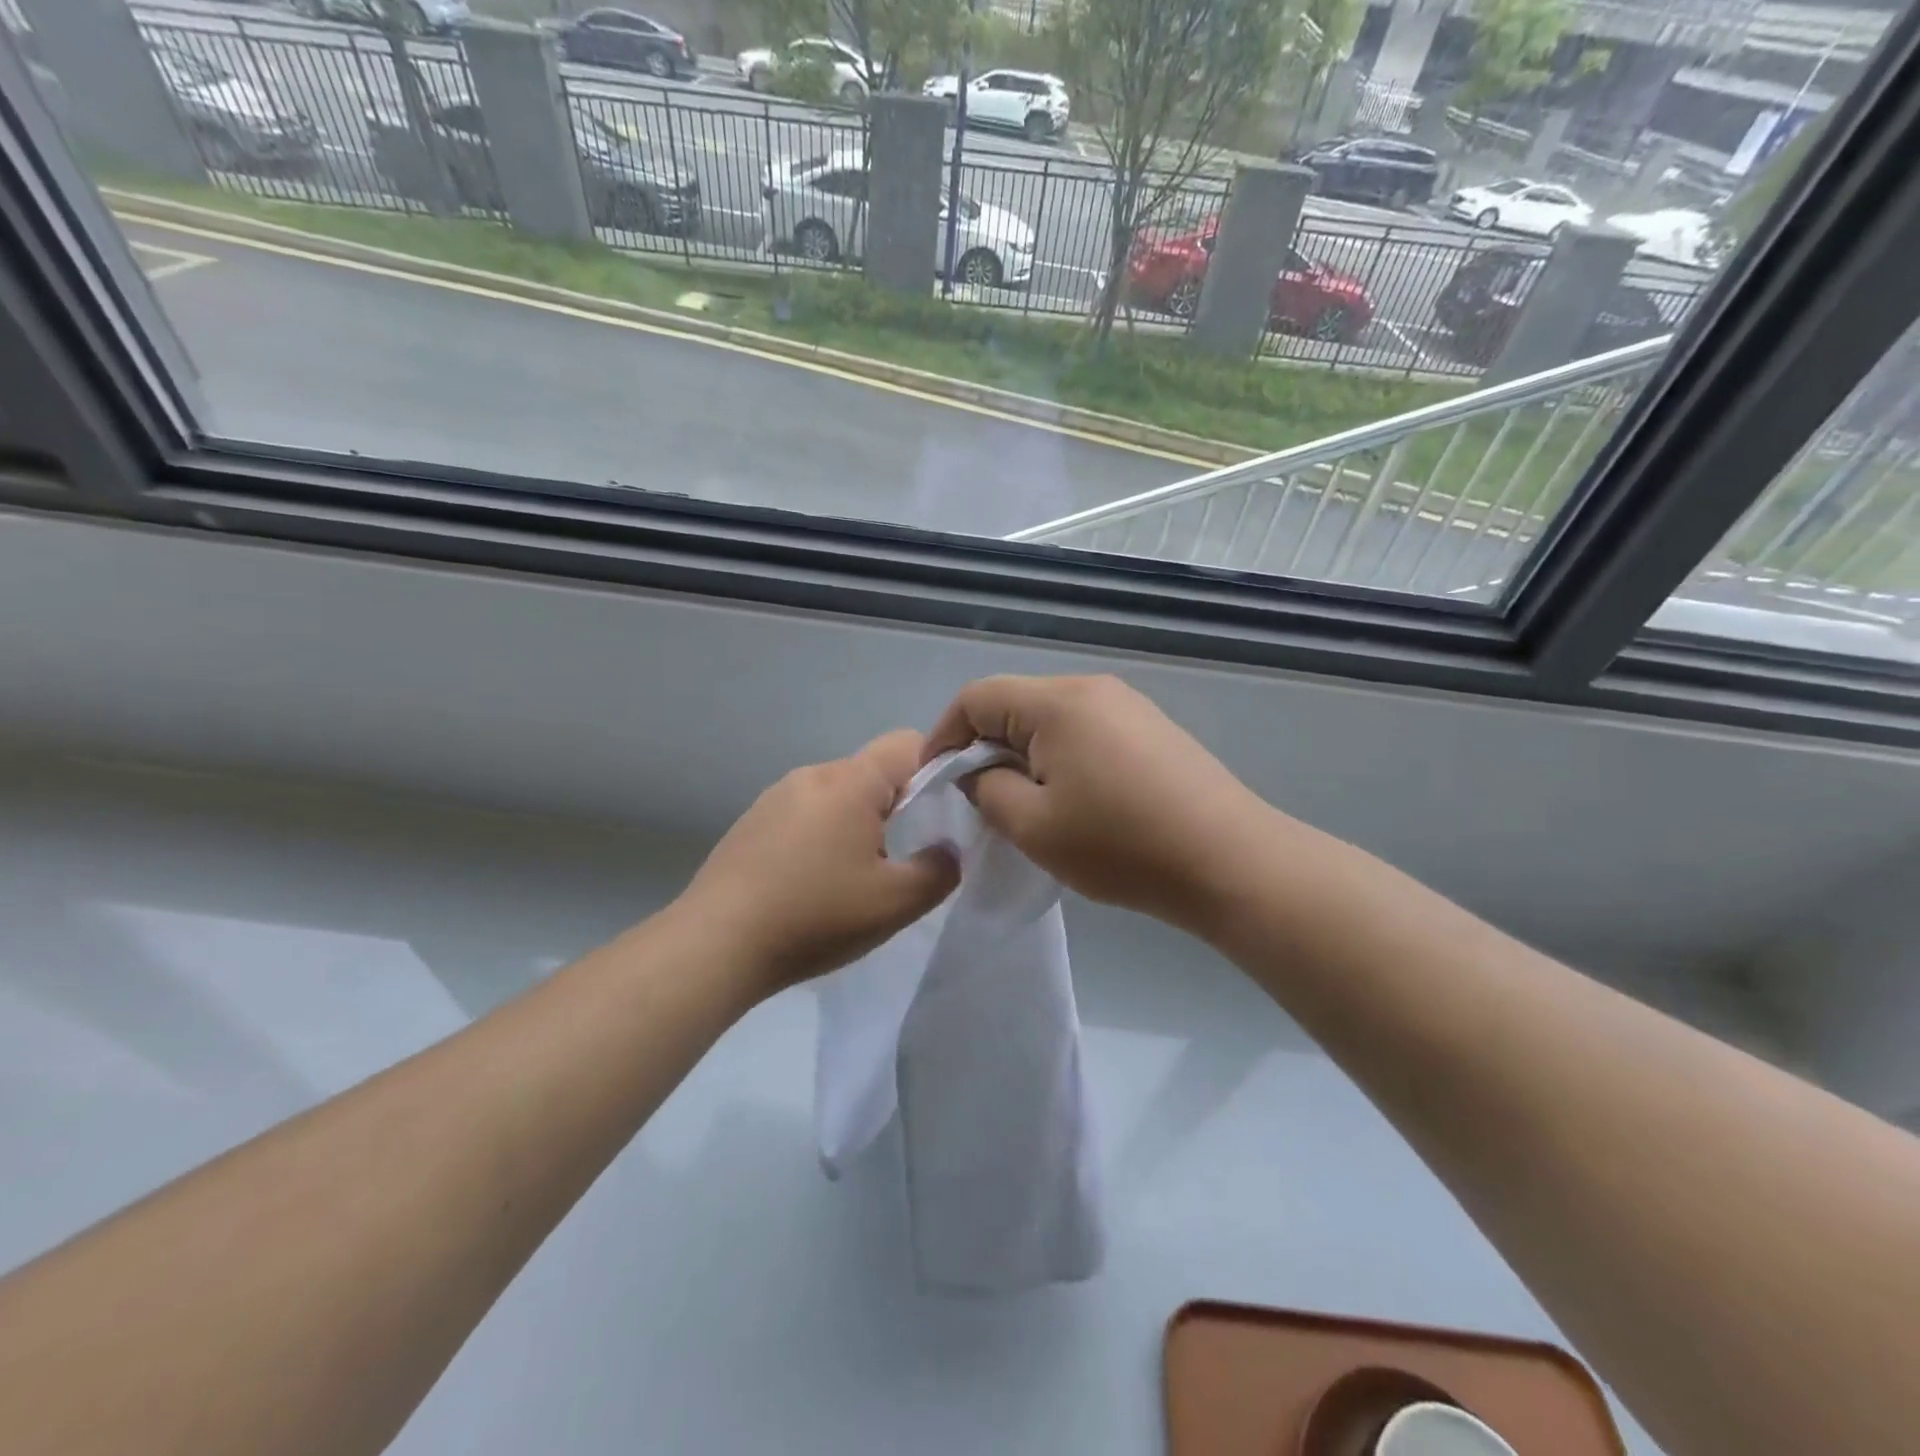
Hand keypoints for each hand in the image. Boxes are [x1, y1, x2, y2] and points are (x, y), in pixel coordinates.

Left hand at [680, 729, 959, 999]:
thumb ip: (939, 871)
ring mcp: (774, 797)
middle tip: (897, 860)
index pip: (908, 744)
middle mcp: (811, 775)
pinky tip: (808, 885)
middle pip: (871, 772)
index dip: (935, 770)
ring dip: (854, 825)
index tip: (940, 817)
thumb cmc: (815, 916)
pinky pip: (803, 815)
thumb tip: (946, 852)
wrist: (715, 944)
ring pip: (835, 796)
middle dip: (895, 807)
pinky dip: (819, 837)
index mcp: (850, 782)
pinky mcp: (750, 823)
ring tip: (849, 879)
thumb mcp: (895, 903)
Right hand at [923, 675, 1276, 933]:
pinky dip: (1059, 756)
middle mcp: (1091, 688)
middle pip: (1014, 703)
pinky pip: (1084, 730)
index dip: (944, 736)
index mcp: (1057, 701)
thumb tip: (978, 772)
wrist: (1228, 860)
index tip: (936, 782)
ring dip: (1023, 753)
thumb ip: (986, 789)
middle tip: (978, 799)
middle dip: (984, 746)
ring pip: (1049, 719)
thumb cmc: (1120, 845)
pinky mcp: (1150, 728)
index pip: (976, 697)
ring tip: (1024, 803)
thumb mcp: (1032, 825)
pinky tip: (1072, 799)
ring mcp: (1127, 705)